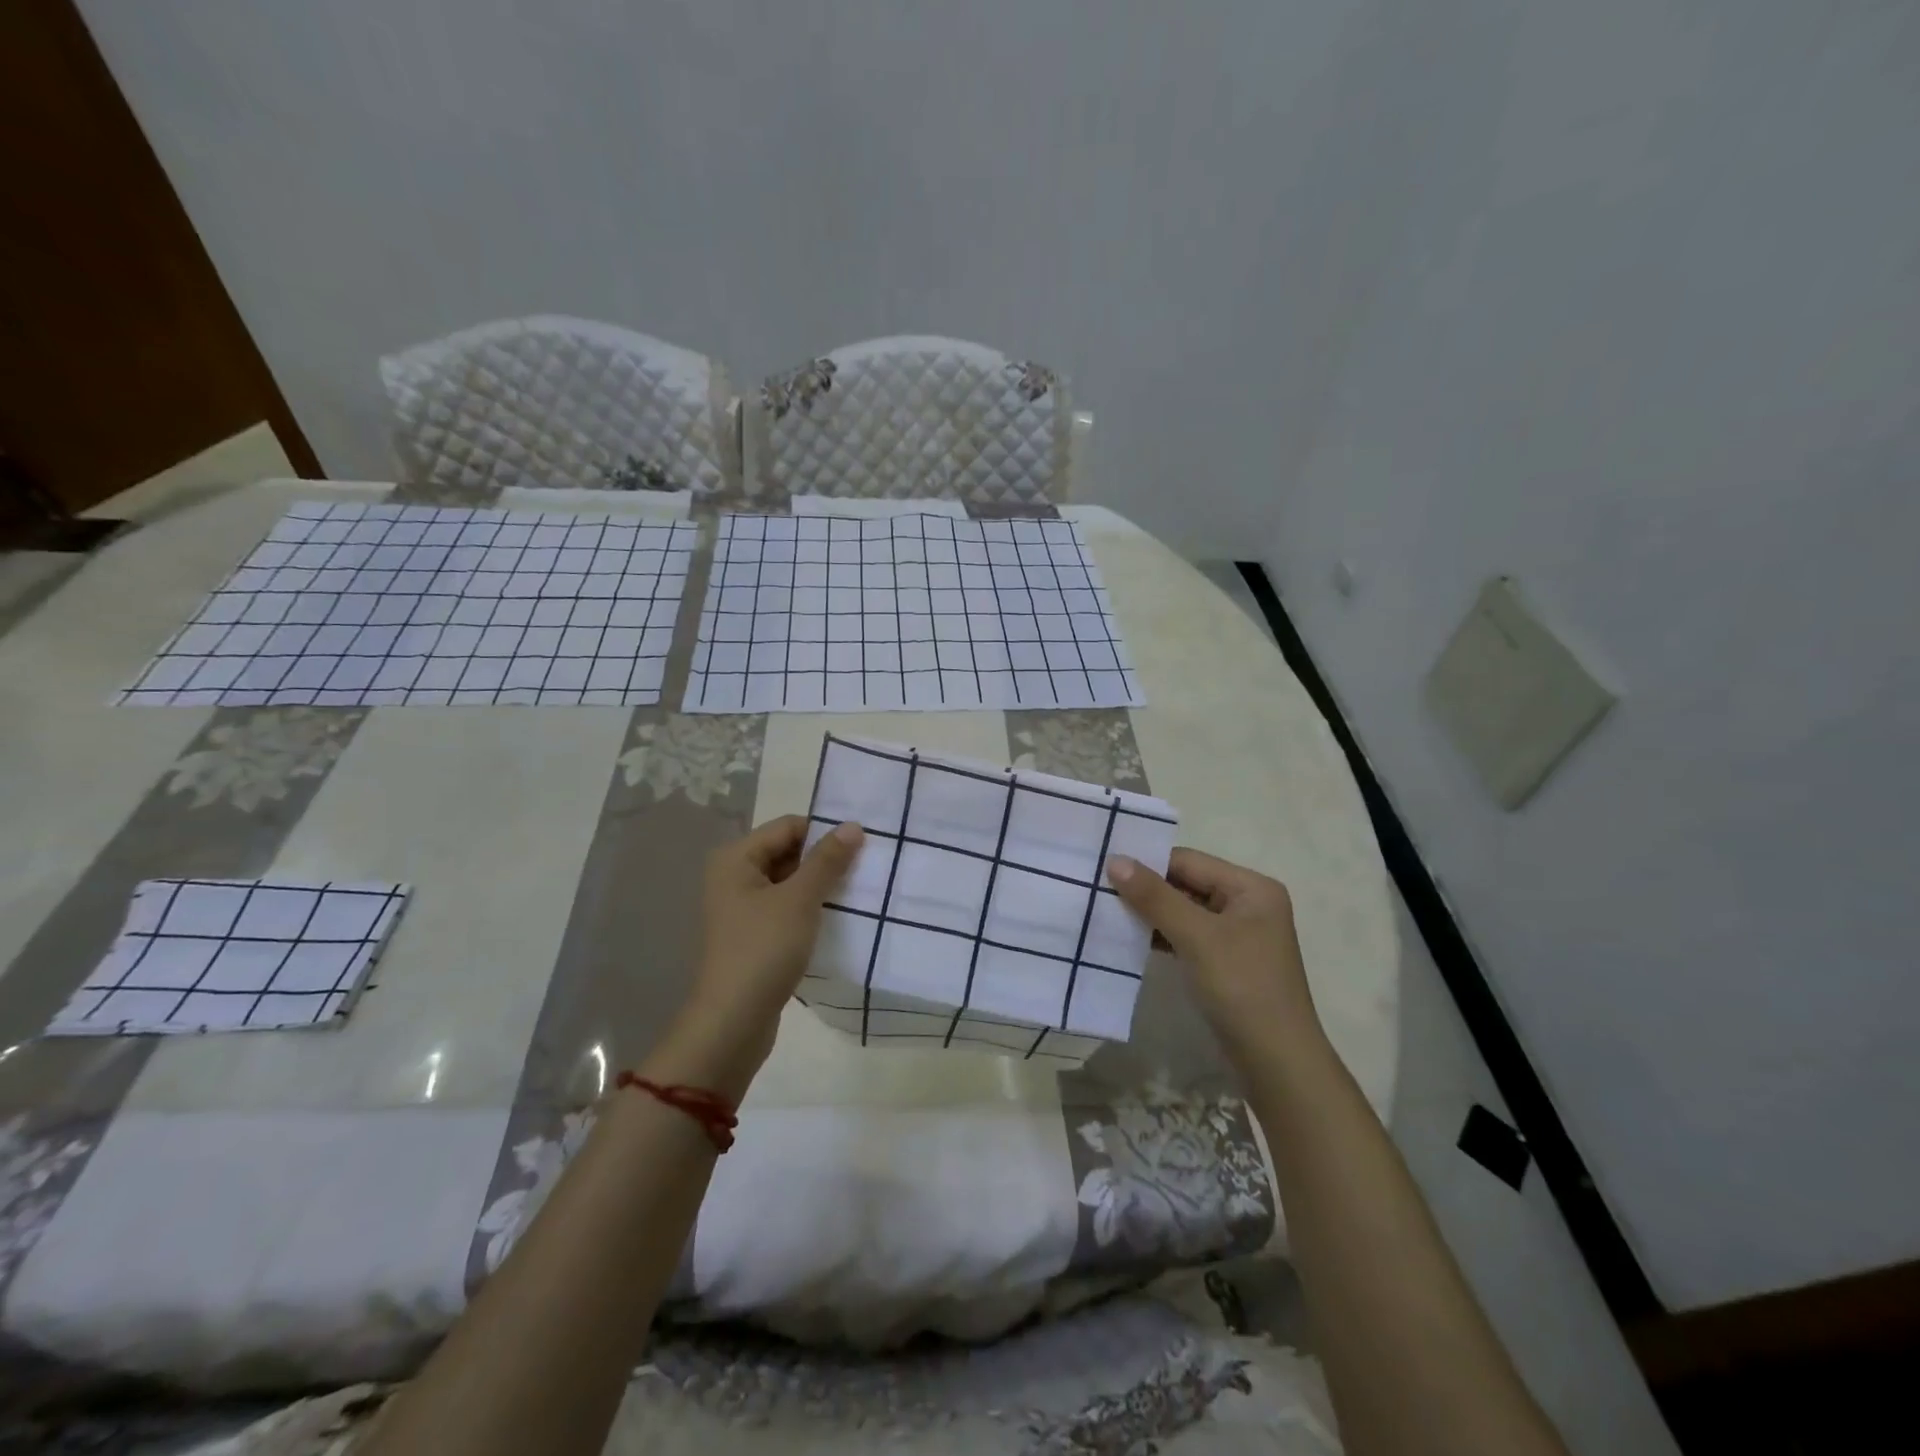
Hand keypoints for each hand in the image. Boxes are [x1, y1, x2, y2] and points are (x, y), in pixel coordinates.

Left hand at [659, 816, 862, 1094]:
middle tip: (865, 870)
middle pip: (788, 852)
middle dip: (824, 860)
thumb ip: (827, 861)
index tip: (862, 847)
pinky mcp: (753, 934)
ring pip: (790, 882)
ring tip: (857, 893)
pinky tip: (836, 918)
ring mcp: (742, 907)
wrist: (733, 1022)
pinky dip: (810, 909)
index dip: (824, 833)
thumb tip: (853, 825)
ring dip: (820, 886)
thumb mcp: (800, 900)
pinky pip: (787, 908)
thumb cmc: (763, 950)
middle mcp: (734, 876)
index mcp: (736, 858)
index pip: (788, 827)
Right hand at [1106, 848, 1321, 1055]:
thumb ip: (1155, 897)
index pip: (1189, 861)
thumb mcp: (1197, 937)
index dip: (1148, 863)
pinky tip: (1130, 939)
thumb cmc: (1242, 988)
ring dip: (1150, 913)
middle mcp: (1247, 904)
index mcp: (1251, 888)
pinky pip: (1187, 936)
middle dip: (1146, 889)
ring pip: (1184, 911)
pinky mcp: (1224, 962)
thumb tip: (1114, 860)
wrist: (1277, 1064)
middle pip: (1187, 884)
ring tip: (1106, 910)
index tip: (1104, 867)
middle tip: (1098, 888)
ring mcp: (1237, 935)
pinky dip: (1161, 936)